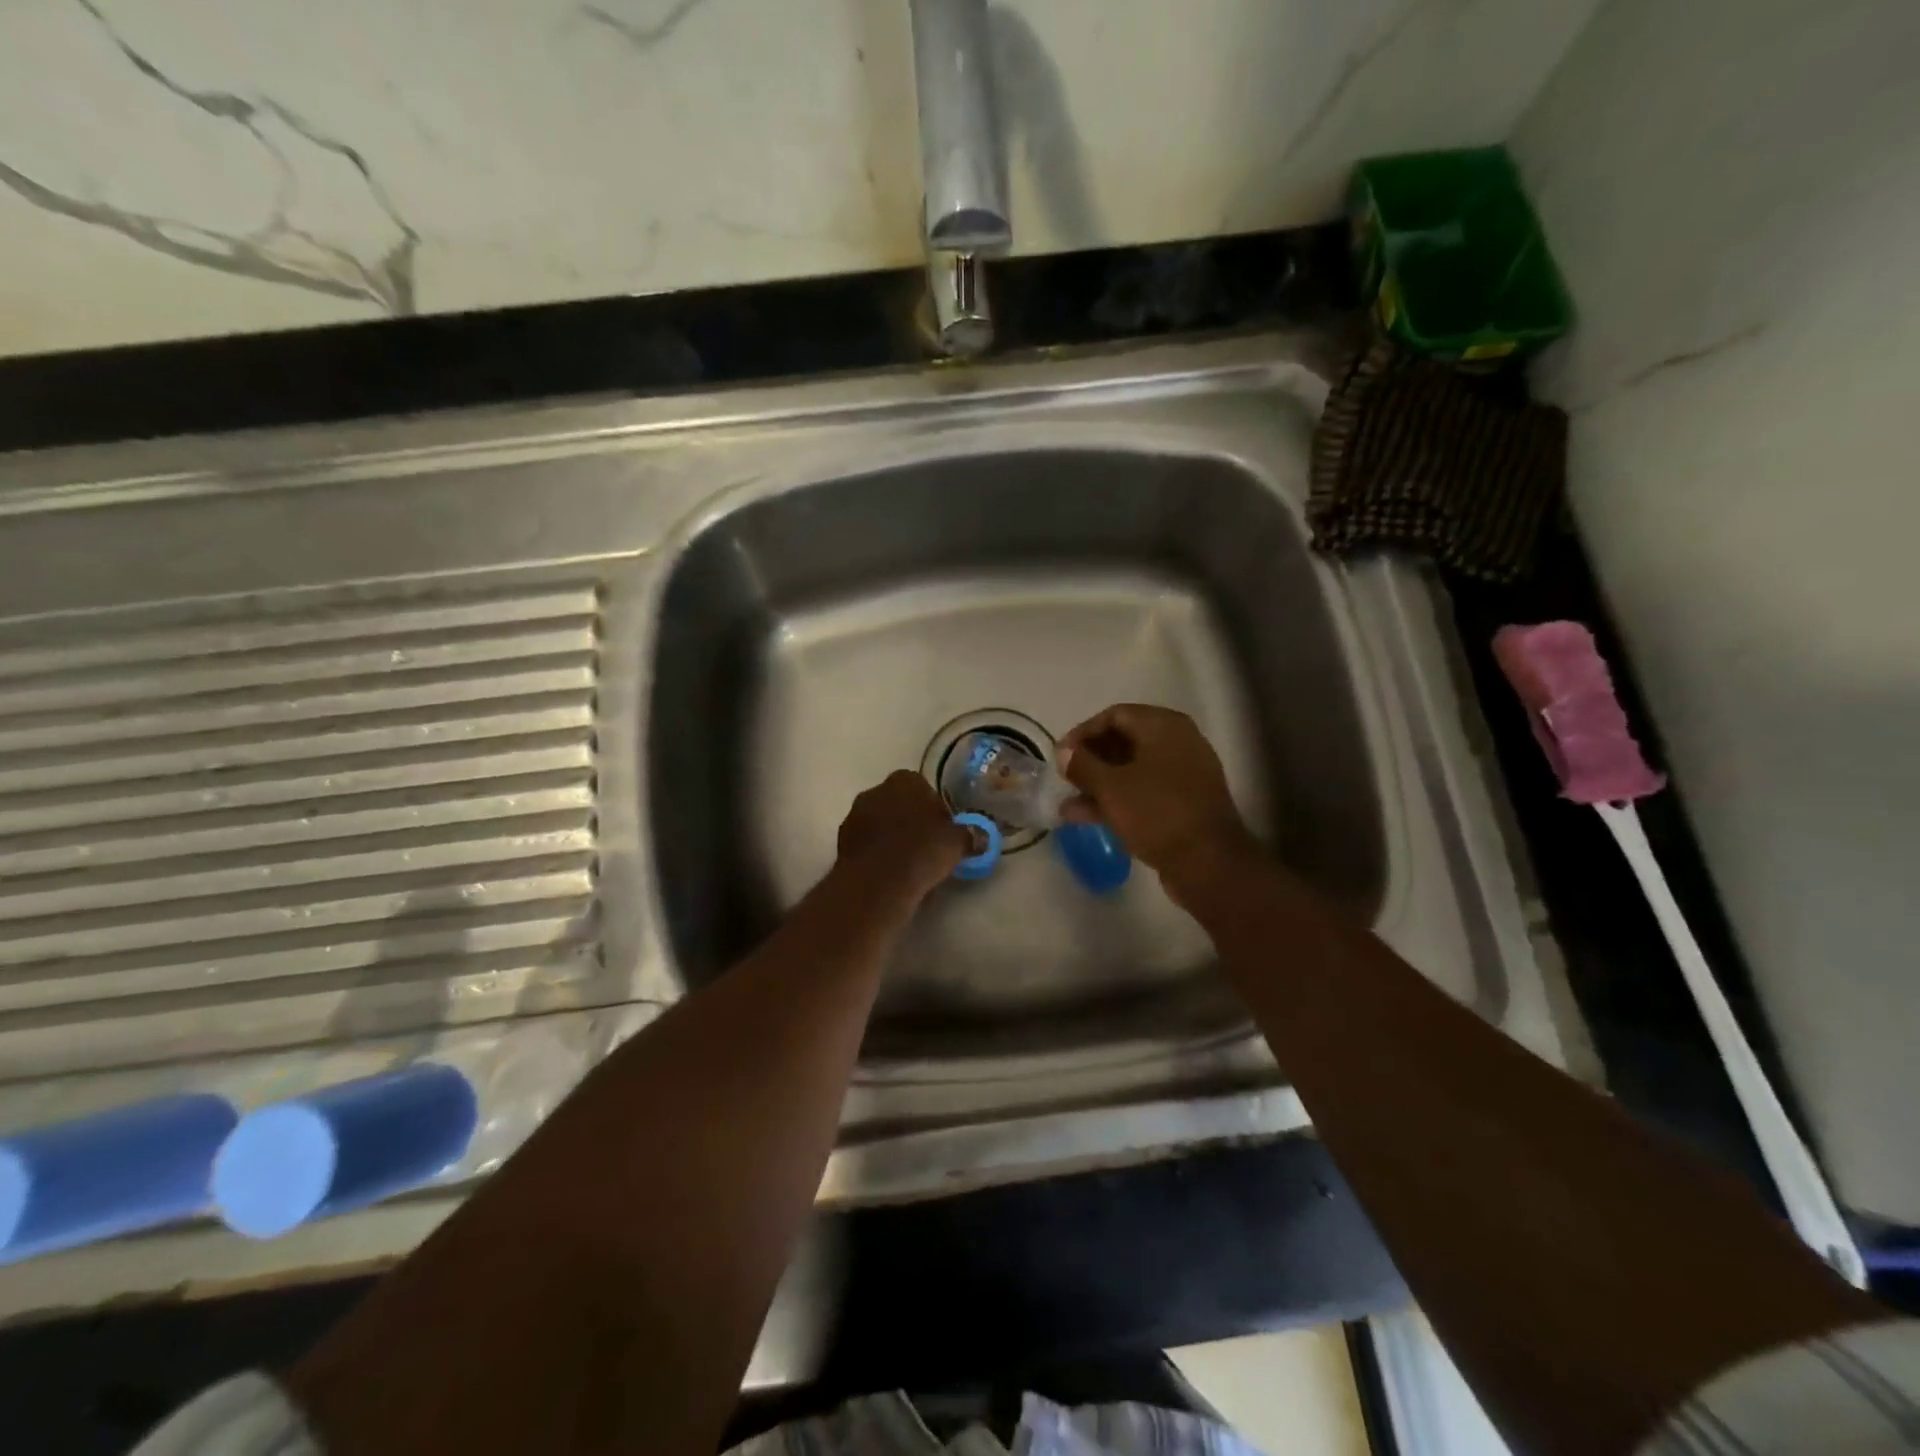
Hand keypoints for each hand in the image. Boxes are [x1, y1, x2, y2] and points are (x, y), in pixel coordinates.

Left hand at [835, 770, 970, 901]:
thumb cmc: (922, 851)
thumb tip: (982, 837)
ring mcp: (854, 816)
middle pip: (899, 805)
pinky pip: (868, 845)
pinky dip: (879, 856)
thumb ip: (970, 836)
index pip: (923, 787)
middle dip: (912, 823)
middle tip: (929, 849)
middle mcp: (875, 791)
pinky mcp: (841, 843)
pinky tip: (892, 876)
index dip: (935, 809)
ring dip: (893, 839)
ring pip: (881, 825)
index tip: (944, 831)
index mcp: (904, 780)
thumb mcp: (957, 843)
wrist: (877, 882)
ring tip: (911, 867)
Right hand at [1059, 705, 1258, 879]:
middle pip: (1124, 741)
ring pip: (1133, 770)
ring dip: (1100, 784)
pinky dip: (1118, 799)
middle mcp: (1178, 742)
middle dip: (1091, 760)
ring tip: (1068, 805)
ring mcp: (1184, 773)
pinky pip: (1145, 791)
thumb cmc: (1156, 813)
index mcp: (1164, 726)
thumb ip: (1082, 765)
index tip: (1060, 755)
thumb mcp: (1110, 787)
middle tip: (1066, 778)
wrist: (1208, 863)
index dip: (1083, 732)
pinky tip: (1088, 817)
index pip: (1115, 715)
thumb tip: (1064, 752)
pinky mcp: (1185, 802)